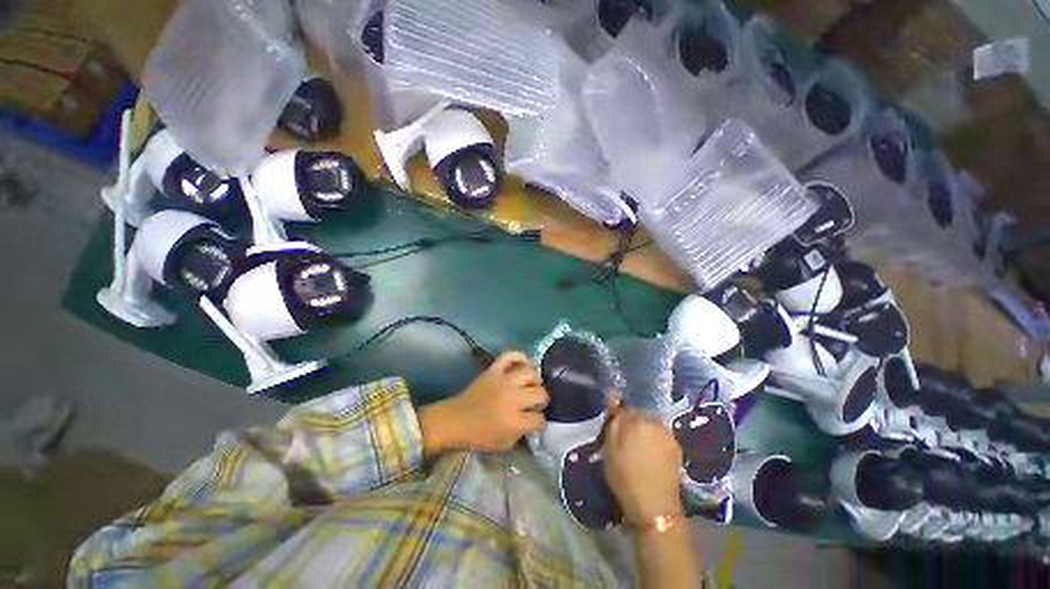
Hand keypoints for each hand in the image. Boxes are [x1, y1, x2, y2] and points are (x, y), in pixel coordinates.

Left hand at [419, 352, 548, 455]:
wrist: (454, 421)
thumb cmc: (478, 435)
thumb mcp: (505, 443)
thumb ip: (522, 432)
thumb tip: (533, 419)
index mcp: (514, 421)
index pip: (539, 419)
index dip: (540, 421)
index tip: (536, 420)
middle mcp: (512, 398)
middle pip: (540, 393)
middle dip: (542, 400)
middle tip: (535, 402)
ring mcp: (503, 381)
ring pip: (530, 372)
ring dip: (535, 379)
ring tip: (531, 384)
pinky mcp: (493, 370)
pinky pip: (510, 355)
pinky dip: (520, 357)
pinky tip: (523, 365)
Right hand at [602, 404, 683, 524]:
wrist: (655, 507)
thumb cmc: (625, 476)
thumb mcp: (610, 448)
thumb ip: (613, 420)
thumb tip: (614, 396)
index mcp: (637, 419)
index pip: (624, 407)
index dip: (617, 418)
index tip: (613, 430)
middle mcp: (655, 422)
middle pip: (639, 414)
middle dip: (632, 423)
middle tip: (624, 441)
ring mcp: (668, 434)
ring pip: (650, 425)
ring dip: (643, 431)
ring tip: (637, 450)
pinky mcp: (676, 447)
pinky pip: (660, 436)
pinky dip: (653, 441)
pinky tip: (649, 456)